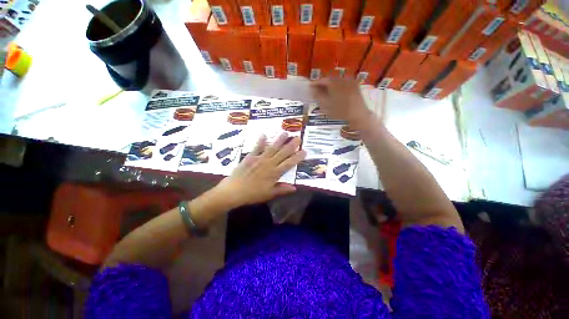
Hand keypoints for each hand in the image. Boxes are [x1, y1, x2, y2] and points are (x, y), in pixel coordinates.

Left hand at [215, 133, 306, 206]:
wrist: (234, 191)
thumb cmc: (252, 194)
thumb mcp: (269, 194)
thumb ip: (282, 190)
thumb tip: (295, 188)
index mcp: (274, 173)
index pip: (289, 164)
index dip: (297, 157)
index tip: (304, 151)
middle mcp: (269, 164)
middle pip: (282, 153)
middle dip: (291, 145)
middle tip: (298, 137)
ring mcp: (259, 159)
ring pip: (272, 148)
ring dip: (279, 140)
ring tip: (285, 133)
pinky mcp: (250, 157)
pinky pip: (256, 148)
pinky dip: (260, 141)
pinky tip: (264, 134)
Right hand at [310, 78, 372, 128]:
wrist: (359, 116)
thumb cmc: (340, 113)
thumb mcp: (326, 106)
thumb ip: (318, 96)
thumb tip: (312, 89)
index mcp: (335, 83)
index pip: (323, 80)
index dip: (315, 83)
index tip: (310, 87)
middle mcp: (343, 79)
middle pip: (330, 79)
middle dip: (323, 84)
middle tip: (316, 90)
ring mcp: (350, 82)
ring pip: (337, 81)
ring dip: (330, 86)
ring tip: (325, 93)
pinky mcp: (355, 86)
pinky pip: (343, 84)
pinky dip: (337, 87)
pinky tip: (335, 93)